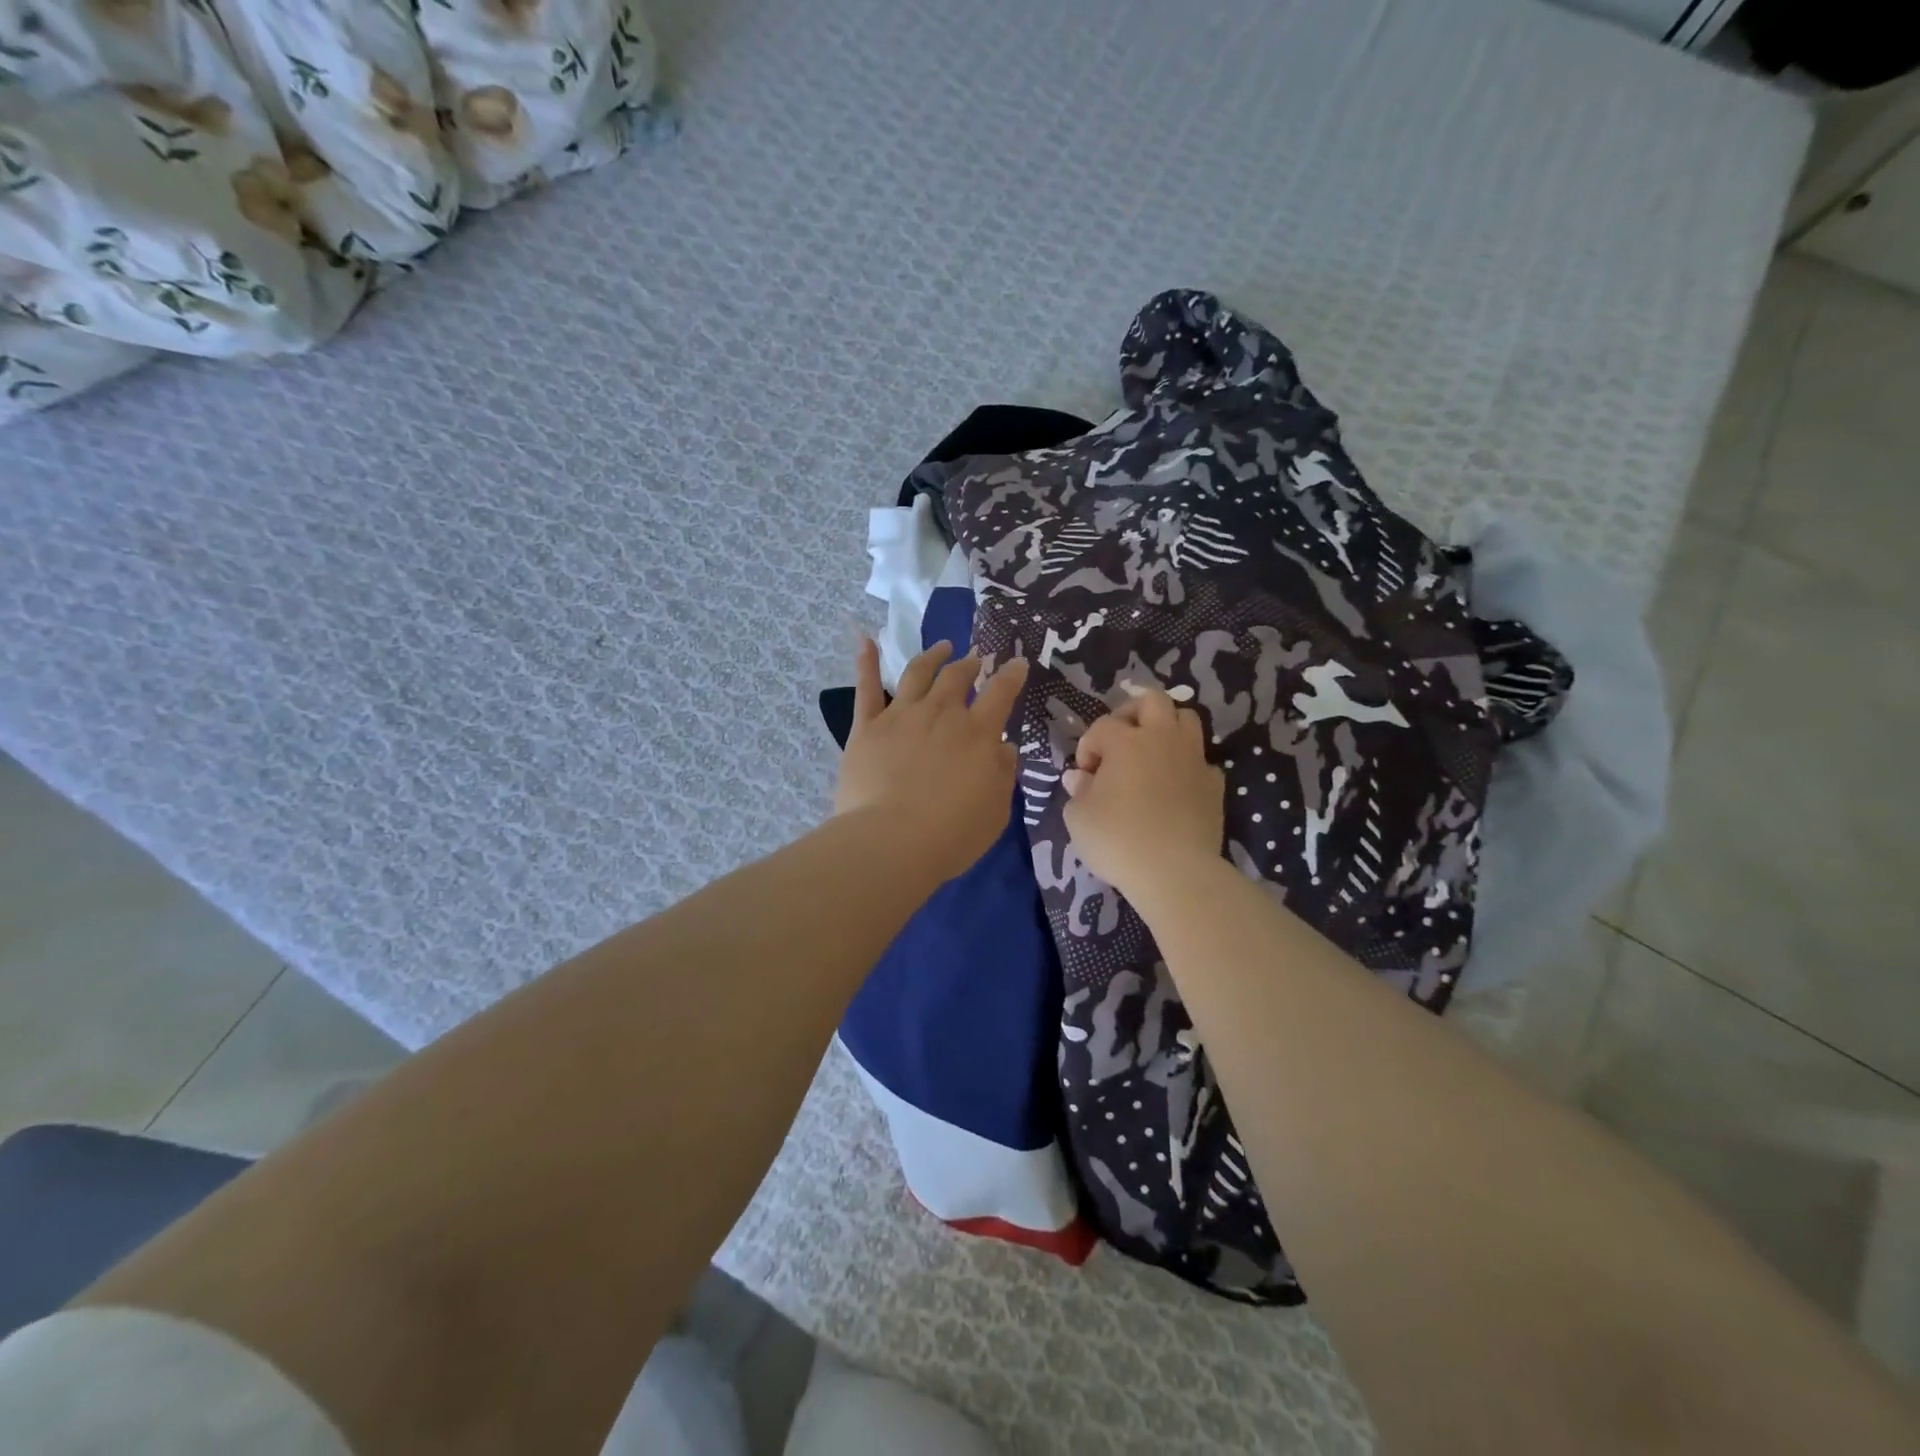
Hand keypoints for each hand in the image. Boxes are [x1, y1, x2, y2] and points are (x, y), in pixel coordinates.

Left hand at [835, 638, 1029, 881]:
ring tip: (942, 647)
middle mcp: (941, 714)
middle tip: (975, 658)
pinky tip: (865, 640)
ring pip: (918, 672)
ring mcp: (901, 716)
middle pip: (958, 676)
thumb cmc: (952, 833)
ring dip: (933, 656)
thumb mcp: (996, 810)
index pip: (1001, 693)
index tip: (1017, 664)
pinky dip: (866, 662)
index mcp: (978, 733)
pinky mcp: (867, 727)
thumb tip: (1003, 747)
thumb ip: (1003, 774)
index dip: (1011, 675)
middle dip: (970, 663)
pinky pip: (866, 688)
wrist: (891, 841)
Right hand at [1062, 690, 1224, 903]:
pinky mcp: (1214, 784)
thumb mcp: (1079, 818)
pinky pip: (1201, 760)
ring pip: (1186, 719)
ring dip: (1166, 728)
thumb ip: (1078, 791)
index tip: (1085, 775)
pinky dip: (1186, 764)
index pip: (1102, 726)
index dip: (1088, 746)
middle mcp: (1162, 739)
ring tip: (1150, 753)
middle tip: (1120, 740)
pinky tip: (1174, 786)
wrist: (1175, 872)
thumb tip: (1079, 777)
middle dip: (1132, 712)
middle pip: (1153, 700)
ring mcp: (1193, 759)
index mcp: (1125, 742)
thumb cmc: (1117, 840)